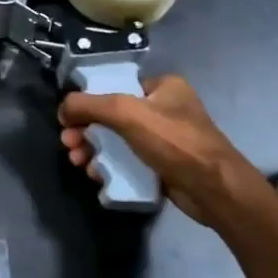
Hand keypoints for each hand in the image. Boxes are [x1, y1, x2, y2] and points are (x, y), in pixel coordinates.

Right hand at [59, 74, 266, 227]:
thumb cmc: (174, 142)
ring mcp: (166, 139)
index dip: (89, 101)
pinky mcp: (164, 165)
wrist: (215, 190)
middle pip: (112, 115)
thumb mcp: (125, 113)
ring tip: (78, 162)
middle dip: (86, 130)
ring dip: (94, 149)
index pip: (116, 86)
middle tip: (69, 144)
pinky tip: (96, 174)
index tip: (69, 119)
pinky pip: (129, 161)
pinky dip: (110, 166)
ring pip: (118, 140)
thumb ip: (89, 105)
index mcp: (163, 87)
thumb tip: (63, 109)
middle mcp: (165, 109)